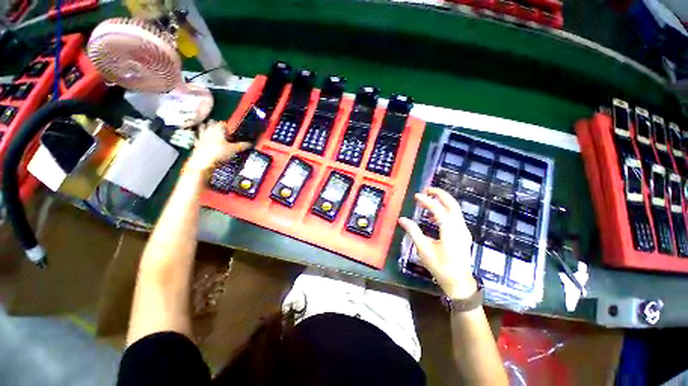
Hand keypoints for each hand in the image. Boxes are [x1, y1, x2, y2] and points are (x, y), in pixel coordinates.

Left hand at [186, 120, 251, 173]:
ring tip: (211, 132)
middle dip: (215, 124)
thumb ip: (243, 145)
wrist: (204, 161)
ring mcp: (201, 136)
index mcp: (218, 129)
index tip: (231, 130)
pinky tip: (203, 141)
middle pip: (211, 123)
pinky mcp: (196, 143)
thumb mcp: (235, 149)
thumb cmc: (219, 153)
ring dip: (206, 128)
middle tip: (221, 130)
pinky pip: (198, 138)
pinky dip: (200, 138)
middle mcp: (209, 130)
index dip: (227, 126)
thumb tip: (251, 143)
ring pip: (202, 128)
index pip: (222, 123)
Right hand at [398, 187, 476, 299]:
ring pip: (455, 209)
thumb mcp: (423, 249)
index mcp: (450, 230)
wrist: (459, 282)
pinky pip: (455, 216)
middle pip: (452, 204)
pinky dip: (446, 210)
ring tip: (430, 199)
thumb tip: (402, 219)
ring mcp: (463, 230)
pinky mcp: (463, 235)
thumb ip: (413, 231)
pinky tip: (435, 215)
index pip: (438, 209)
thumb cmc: (440, 266)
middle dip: (440, 194)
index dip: (427, 200)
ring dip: (443, 201)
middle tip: (428, 189)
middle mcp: (459, 227)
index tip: (416, 195)